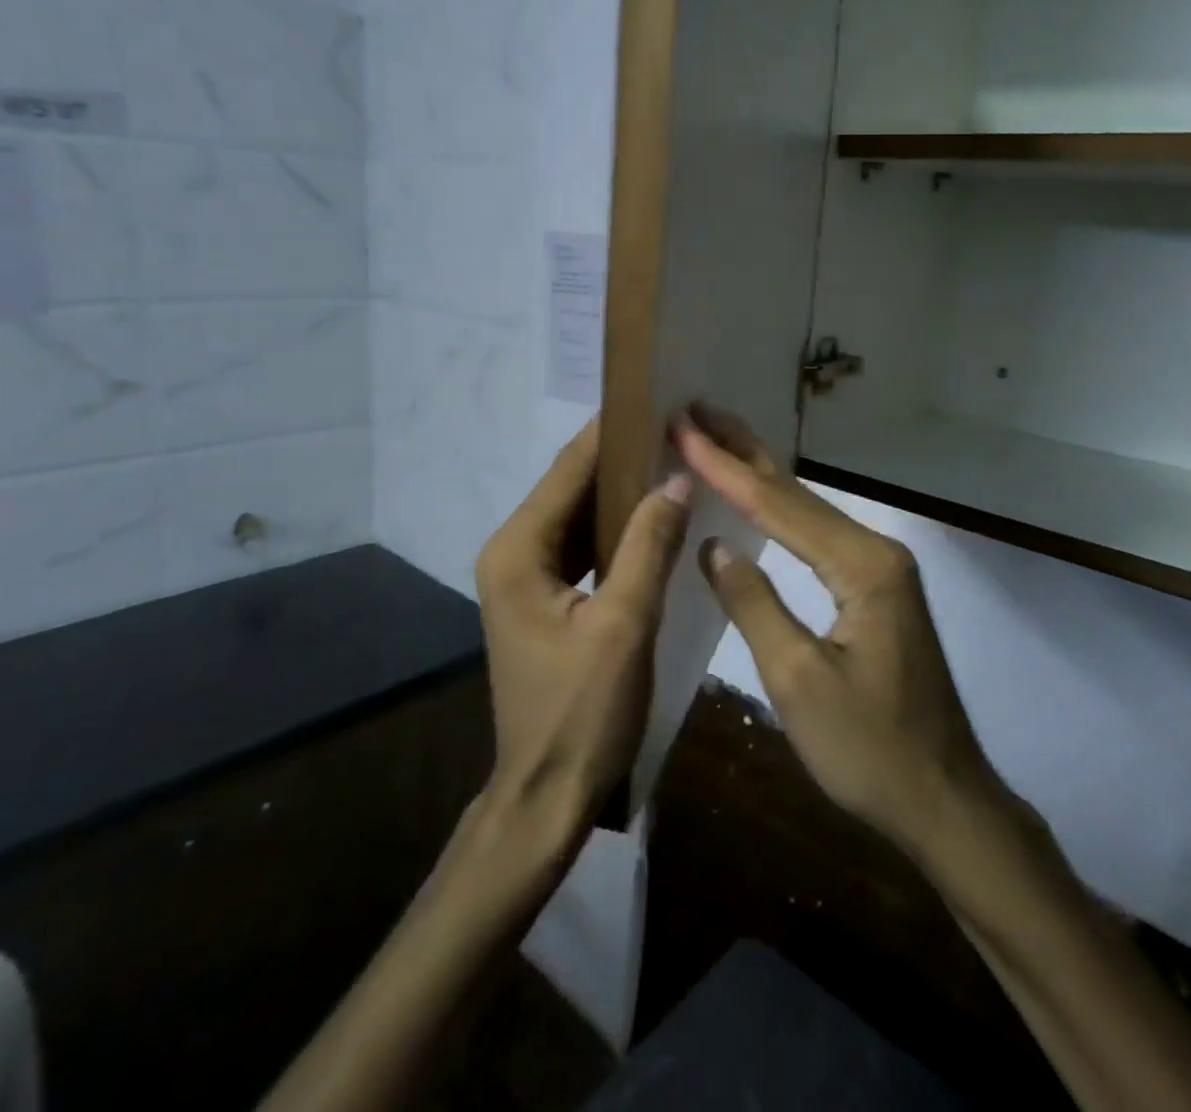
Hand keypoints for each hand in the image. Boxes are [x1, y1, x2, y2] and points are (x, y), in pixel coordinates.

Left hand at [474, 420, 691, 827]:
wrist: (547, 793)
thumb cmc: (583, 712)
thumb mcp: (625, 624)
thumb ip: (650, 544)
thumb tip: (677, 477)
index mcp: (518, 550)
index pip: (569, 470)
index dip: (610, 432)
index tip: (655, 397)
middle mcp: (513, 552)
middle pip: (572, 488)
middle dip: (621, 458)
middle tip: (677, 429)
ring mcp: (526, 576)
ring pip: (580, 516)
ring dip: (622, 492)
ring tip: (675, 461)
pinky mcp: (544, 598)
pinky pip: (584, 546)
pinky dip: (617, 529)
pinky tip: (656, 517)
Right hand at [674, 405, 998, 855]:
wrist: (943, 800)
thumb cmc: (869, 750)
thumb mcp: (798, 682)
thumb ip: (754, 604)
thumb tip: (715, 547)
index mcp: (861, 566)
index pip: (777, 505)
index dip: (723, 468)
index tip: (680, 428)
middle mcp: (875, 551)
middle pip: (797, 492)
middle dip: (742, 450)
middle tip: (696, 409)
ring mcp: (880, 569)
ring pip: (808, 510)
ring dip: (758, 475)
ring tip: (714, 439)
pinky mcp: (876, 589)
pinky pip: (817, 537)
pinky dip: (779, 512)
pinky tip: (756, 501)